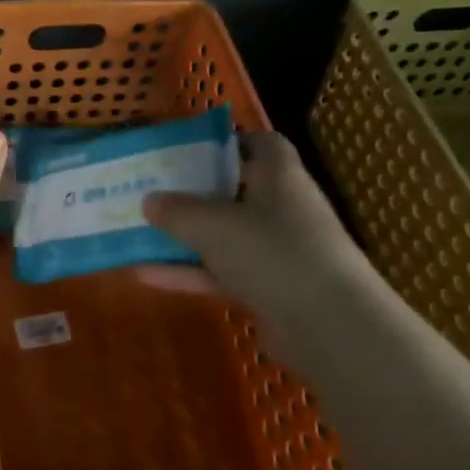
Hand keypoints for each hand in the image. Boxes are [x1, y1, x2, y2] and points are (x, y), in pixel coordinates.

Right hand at [137, 130, 387, 358]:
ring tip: (139, 231)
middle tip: (153, 189)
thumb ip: (177, 210)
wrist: (330, 327)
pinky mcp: (270, 289)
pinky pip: (223, 273)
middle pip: (236, 190)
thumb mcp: (213, 224)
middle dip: (195, 191)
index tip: (189, 150)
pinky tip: (145, 275)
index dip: (228, 142)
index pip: (260, 144)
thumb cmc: (273, 251)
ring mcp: (278, 251)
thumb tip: (149, 200)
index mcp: (279, 175)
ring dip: (186, 236)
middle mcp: (282, 208)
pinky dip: (190, 273)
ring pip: (225, 235)